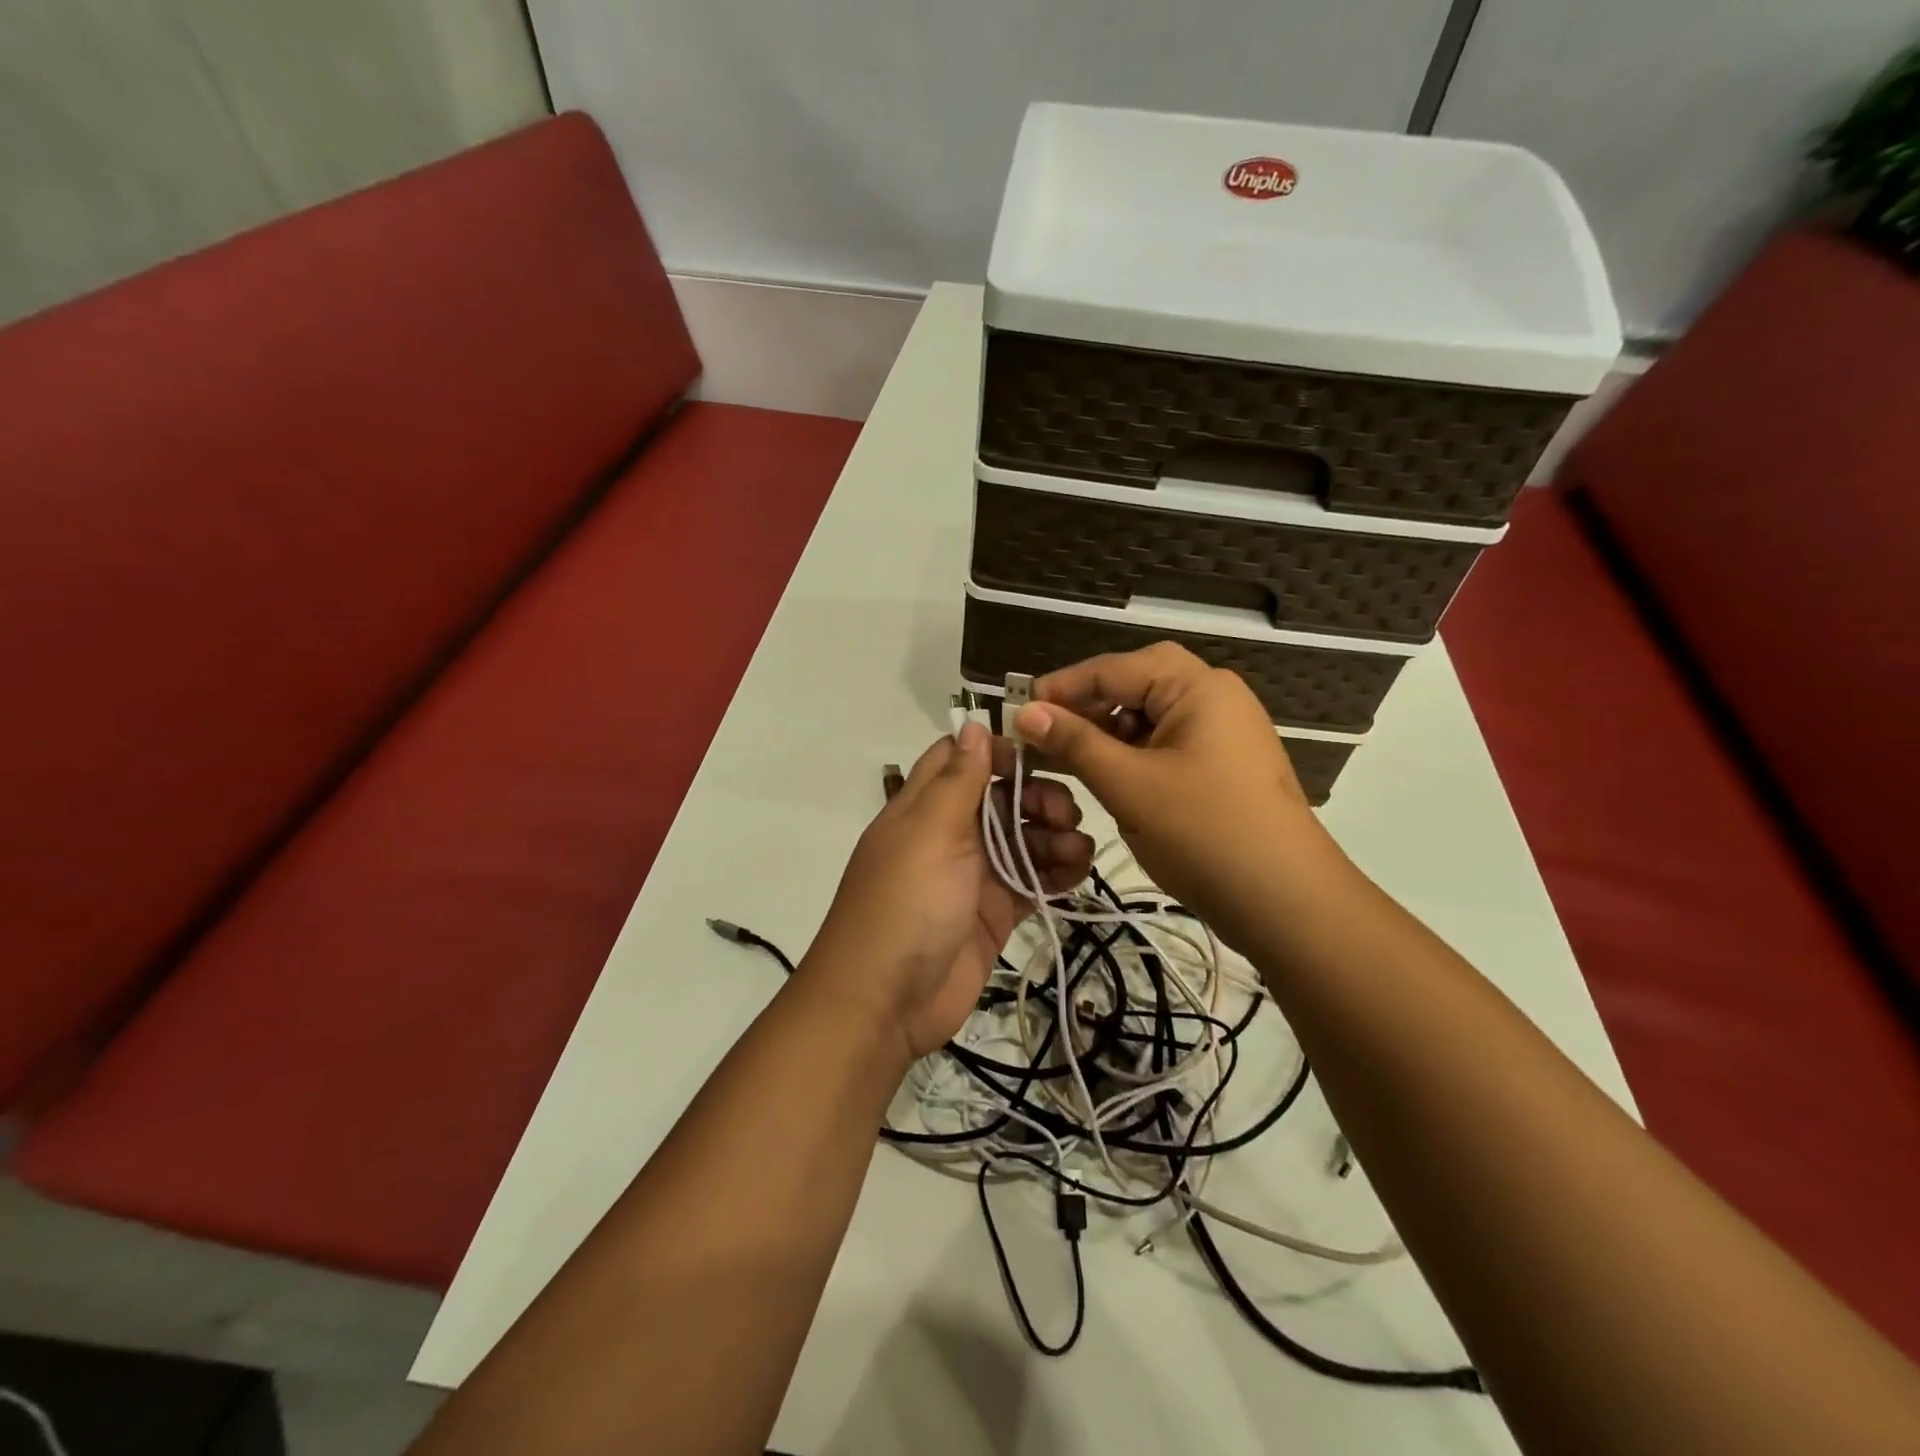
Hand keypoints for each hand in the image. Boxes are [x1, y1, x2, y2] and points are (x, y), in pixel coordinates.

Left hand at [806, 722, 1094, 1060]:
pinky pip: (1033, 880)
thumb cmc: (906, 903)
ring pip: (1024, 838)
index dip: (999, 752)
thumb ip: (958, 779)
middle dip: (1039, 798)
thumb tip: (973, 723)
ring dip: (1055, 836)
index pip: (961, 759)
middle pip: (1003, 797)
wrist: (885, 1001)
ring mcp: (974, 874)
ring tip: (1077, 851)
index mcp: (925, 806)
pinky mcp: (996, 911)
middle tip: (1065, 814)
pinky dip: (1057, 873)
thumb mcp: (930, 831)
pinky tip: (1076, 873)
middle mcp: (950, 833)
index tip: (1039, 758)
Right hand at [1003, 643, 1339, 952]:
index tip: (1017, 711)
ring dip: (1106, 734)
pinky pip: (1164, 747)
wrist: (1287, 904)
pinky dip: (1130, 757)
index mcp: (1198, 687)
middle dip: (1087, 708)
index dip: (1063, 687)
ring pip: (1148, 719)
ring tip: (1065, 760)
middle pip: (1135, 687)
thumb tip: (1025, 712)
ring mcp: (1221, 734)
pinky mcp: (1220, 768)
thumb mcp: (1129, 785)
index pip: (1115, 668)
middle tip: (1043, 734)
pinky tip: (1105, 780)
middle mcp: (1214, 698)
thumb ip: (1075, 743)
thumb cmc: (1205, 833)